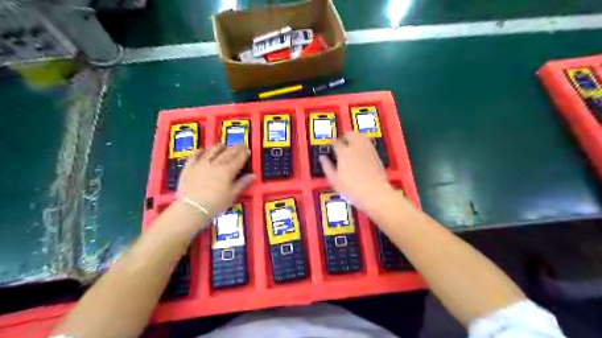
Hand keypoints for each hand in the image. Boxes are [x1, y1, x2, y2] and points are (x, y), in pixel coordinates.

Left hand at [177, 142, 253, 216]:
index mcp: (227, 171)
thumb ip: (242, 184)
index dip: (244, 154)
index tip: (247, 150)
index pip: (238, 159)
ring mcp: (201, 164)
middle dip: (234, 149)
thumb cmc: (215, 204)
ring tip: (222, 145)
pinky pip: (194, 156)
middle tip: (239, 145)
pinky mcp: (189, 168)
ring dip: (218, 147)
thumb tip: (253, 176)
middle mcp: (215, 164)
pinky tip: (201, 150)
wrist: (191, 208)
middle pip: (227, 153)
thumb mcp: (232, 195)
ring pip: (211, 152)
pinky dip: (198, 152)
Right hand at [320, 132, 395, 211]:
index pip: (336, 142)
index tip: (331, 146)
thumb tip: (322, 158)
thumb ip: (327, 167)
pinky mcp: (376, 154)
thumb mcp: (334, 180)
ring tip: (351, 142)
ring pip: (360, 136)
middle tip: (341, 142)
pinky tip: (361, 149)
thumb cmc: (353, 189)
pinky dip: (363, 142)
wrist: (375, 194)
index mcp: (343, 153)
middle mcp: (356, 147)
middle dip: (344, 136)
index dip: (332, 143)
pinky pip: (368, 142)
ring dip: (354, 137)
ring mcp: (367, 150)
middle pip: (350, 134)